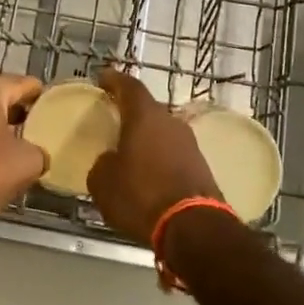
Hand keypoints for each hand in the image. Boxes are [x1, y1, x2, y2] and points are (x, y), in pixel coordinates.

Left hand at [0, 74, 46, 237]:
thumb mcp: (25, 164)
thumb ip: (40, 153)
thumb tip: (38, 156)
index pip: (27, 85)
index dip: (47, 100)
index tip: (62, 117)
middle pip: (3, 102)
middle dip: (23, 120)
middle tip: (46, 140)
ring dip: (0, 138)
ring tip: (23, 159)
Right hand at [86, 67, 224, 242]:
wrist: (193, 227)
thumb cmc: (141, 195)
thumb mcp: (104, 182)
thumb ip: (102, 163)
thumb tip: (110, 160)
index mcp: (145, 116)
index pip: (129, 86)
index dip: (114, 80)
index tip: (102, 77)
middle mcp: (170, 122)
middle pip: (148, 109)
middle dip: (131, 113)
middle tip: (114, 119)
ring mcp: (190, 143)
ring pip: (162, 132)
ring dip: (146, 138)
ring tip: (129, 151)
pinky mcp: (201, 166)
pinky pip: (173, 153)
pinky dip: (159, 158)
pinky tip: (148, 174)